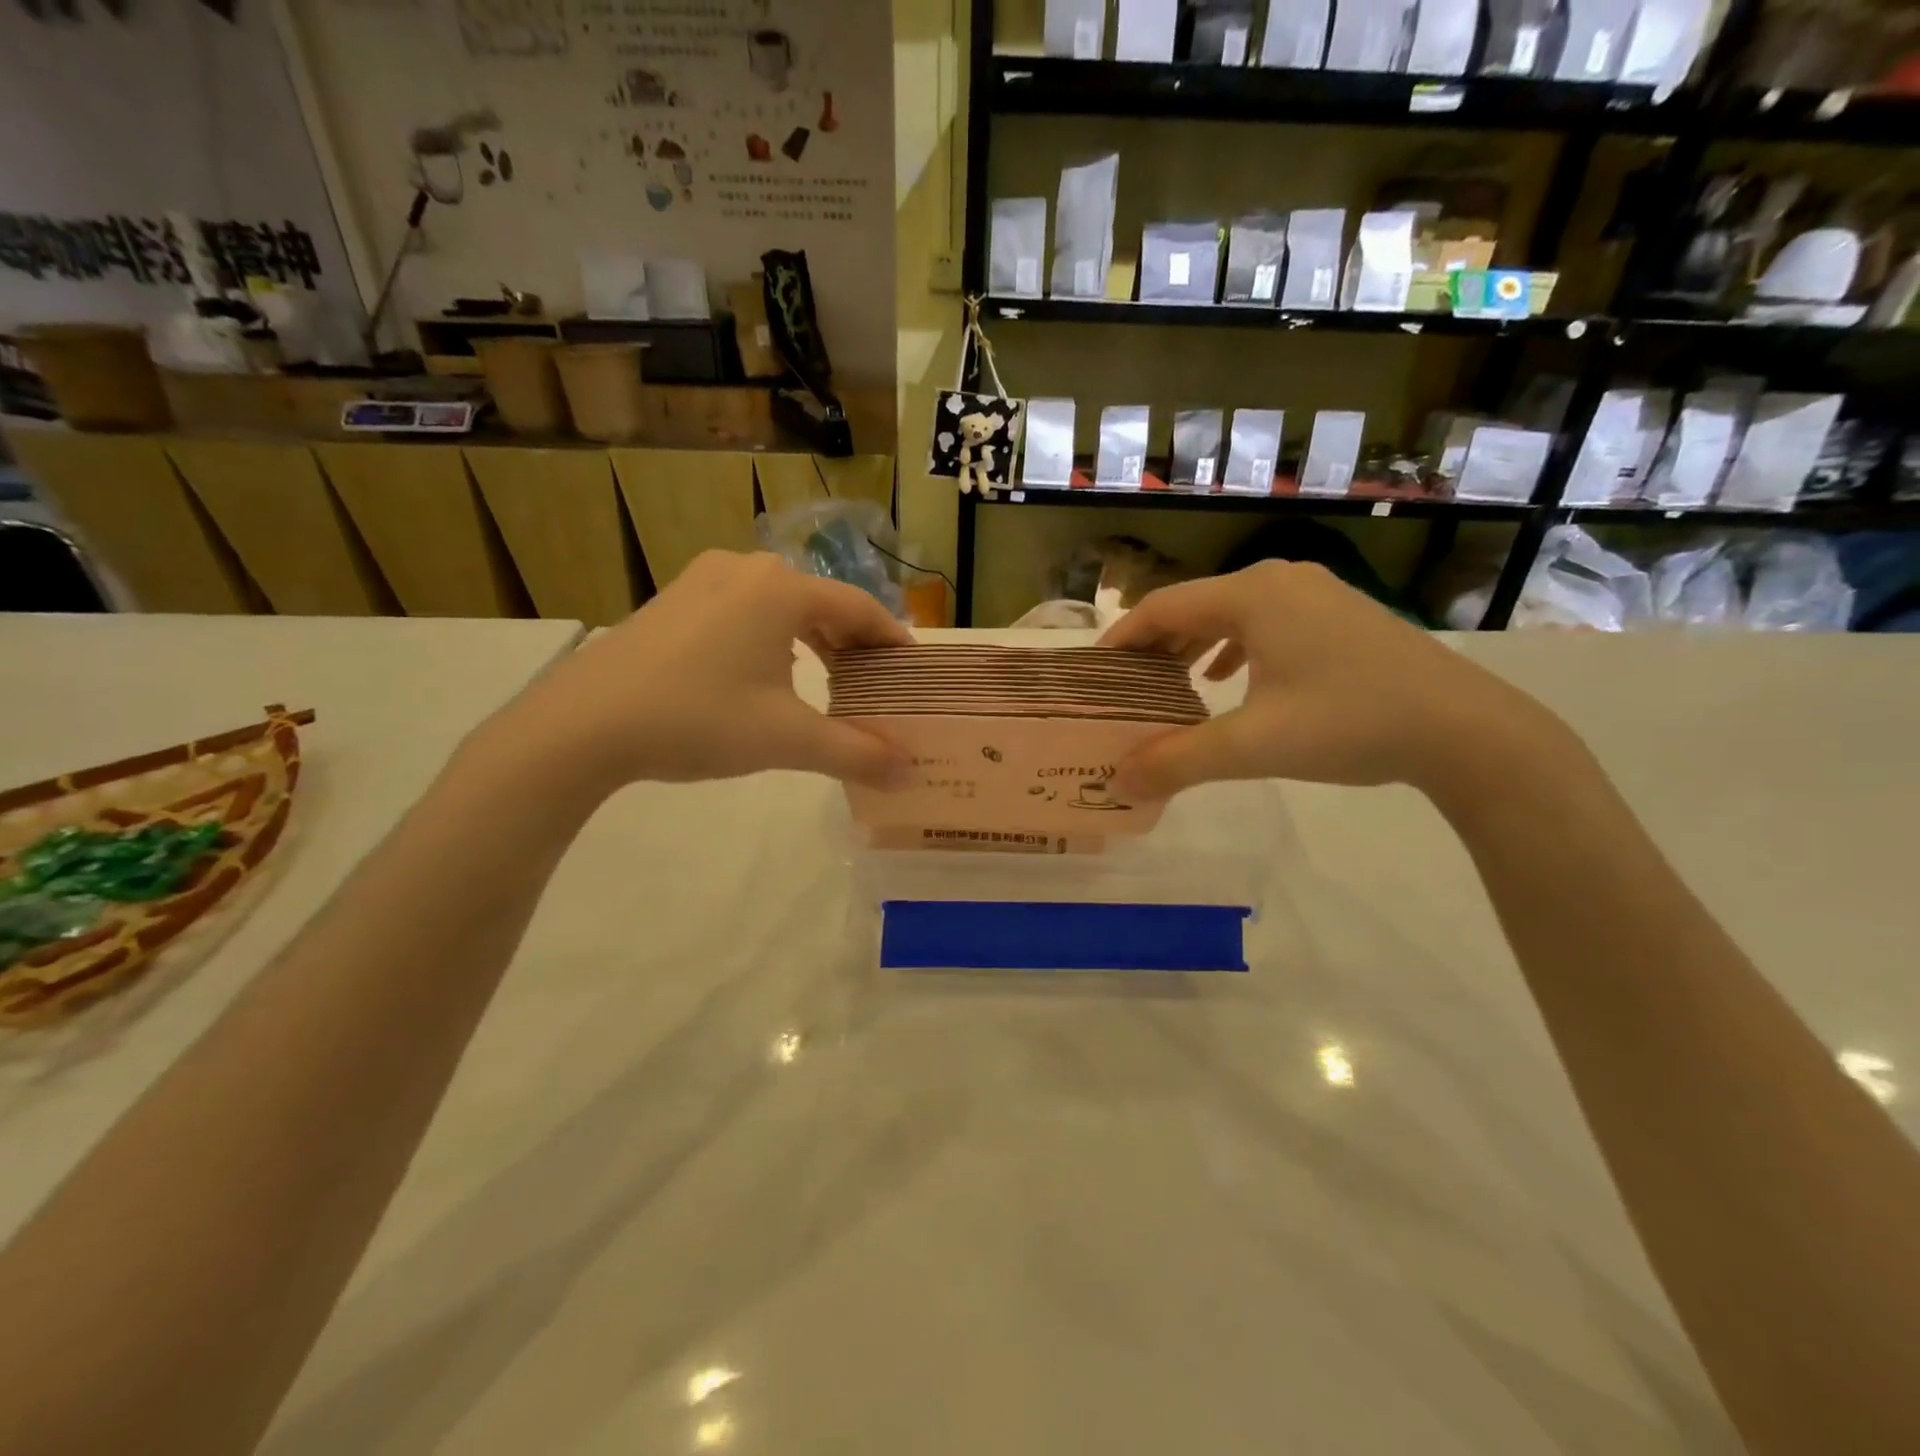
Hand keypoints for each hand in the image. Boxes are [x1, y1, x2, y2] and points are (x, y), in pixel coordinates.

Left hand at [489, 552, 913, 793]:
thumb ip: (855, 753)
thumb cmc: (699, 719)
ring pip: (780, 604)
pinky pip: (744, 610)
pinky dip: (772, 636)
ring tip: (829, 678)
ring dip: (812, 639)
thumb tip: (911, 773)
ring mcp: (703, 580)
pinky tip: (768, 672)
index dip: (892, 639)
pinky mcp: (674, 600)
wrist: (584, 724)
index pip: (859, 607)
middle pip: (821, 601)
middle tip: (875, 680)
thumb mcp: (786, 740)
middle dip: (853, 641)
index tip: (913, 669)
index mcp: (782, 590)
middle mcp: (746, 569)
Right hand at [1099, 561, 1564, 798]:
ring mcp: (1316, 594)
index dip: (1122, 638)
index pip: (1163, 607)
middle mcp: (1280, 581)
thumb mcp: (1253, 746)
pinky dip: (1234, 648)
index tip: (1095, 672)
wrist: (1465, 729)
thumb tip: (1119, 781)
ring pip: (1232, 614)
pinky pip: (1266, 623)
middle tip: (1127, 684)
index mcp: (1252, 596)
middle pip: (1195, 605)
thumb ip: (1178, 761)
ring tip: (1169, 682)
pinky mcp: (1340, 615)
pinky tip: (1228, 680)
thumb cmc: (1349, 723)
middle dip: (1156, 644)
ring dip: (1194, 646)